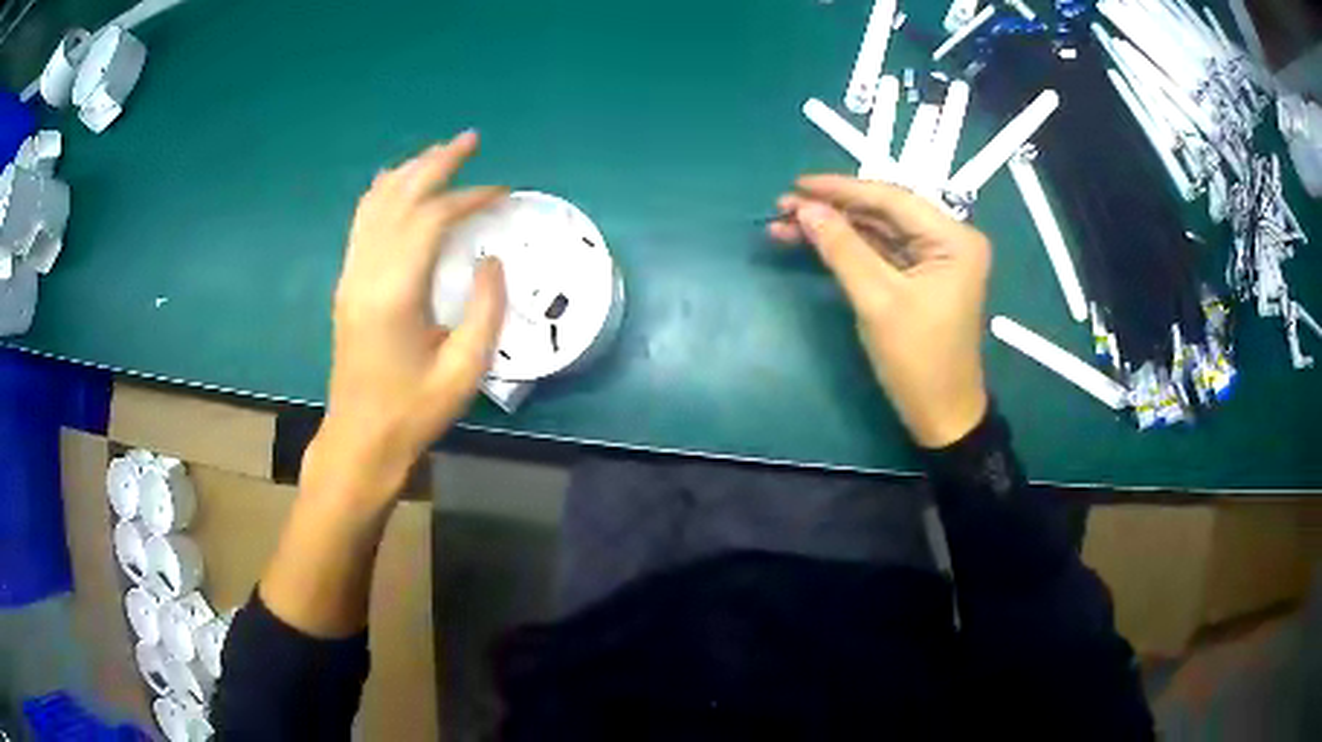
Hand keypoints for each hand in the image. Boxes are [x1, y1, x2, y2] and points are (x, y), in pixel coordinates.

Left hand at [312, 131, 507, 507]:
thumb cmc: (414, 411)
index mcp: (395, 292)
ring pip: (376, 202)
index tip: (503, 192)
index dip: (470, 197)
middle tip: (470, 140)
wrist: (360, 438)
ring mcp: (351, 274)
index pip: (432, 219)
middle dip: (437, 162)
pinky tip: (400, 183)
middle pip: (400, 196)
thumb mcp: (464, 369)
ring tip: (440, 153)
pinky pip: (363, 221)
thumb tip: (491, 258)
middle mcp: (366, 271)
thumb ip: (485, 309)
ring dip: (410, 171)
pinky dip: (384, 192)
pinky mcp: (347, 283)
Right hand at [769, 175, 990, 448]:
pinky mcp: (919, 278)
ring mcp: (934, 259)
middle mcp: (948, 240)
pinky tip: (812, 242)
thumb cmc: (918, 360)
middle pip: (883, 212)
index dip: (841, 190)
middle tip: (784, 207)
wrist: (941, 415)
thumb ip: (842, 249)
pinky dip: (847, 249)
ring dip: (834, 228)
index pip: (891, 199)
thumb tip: (806, 209)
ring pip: (877, 231)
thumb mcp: (878, 301)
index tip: (797, 185)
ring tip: (786, 225)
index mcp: (953, 239)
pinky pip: (880, 252)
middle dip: (833, 210)